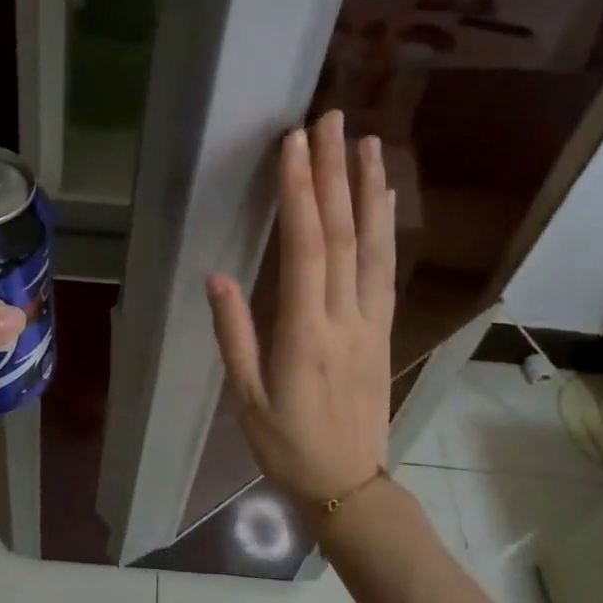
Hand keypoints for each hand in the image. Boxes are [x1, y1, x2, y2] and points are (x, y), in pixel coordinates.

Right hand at [206, 110, 395, 506]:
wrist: (348, 483)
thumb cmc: (286, 444)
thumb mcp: (246, 397)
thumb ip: (235, 334)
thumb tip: (217, 276)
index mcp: (306, 333)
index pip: (305, 249)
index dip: (300, 193)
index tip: (294, 145)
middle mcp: (346, 317)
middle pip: (343, 233)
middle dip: (333, 173)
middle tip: (330, 120)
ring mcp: (372, 321)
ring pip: (374, 245)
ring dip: (369, 190)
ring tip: (367, 143)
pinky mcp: (384, 329)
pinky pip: (386, 269)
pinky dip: (385, 228)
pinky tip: (382, 200)